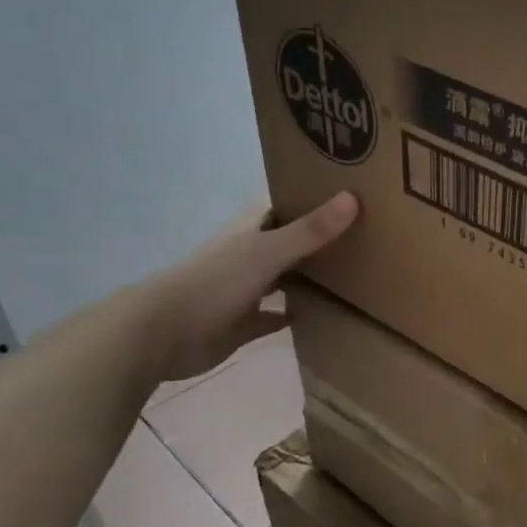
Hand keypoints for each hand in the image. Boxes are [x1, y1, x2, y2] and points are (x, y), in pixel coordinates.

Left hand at [138, 193, 357, 381]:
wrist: (163, 334)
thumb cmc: (215, 282)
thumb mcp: (268, 251)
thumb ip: (311, 230)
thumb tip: (353, 197)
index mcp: (251, 231)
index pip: (285, 205)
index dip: (312, 197)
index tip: (350, 192)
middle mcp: (248, 255)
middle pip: (287, 242)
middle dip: (317, 239)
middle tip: (364, 236)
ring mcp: (243, 290)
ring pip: (282, 278)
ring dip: (307, 277)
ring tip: (352, 274)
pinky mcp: (242, 324)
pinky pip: (273, 316)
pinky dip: (291, 315)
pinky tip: (320, 315)